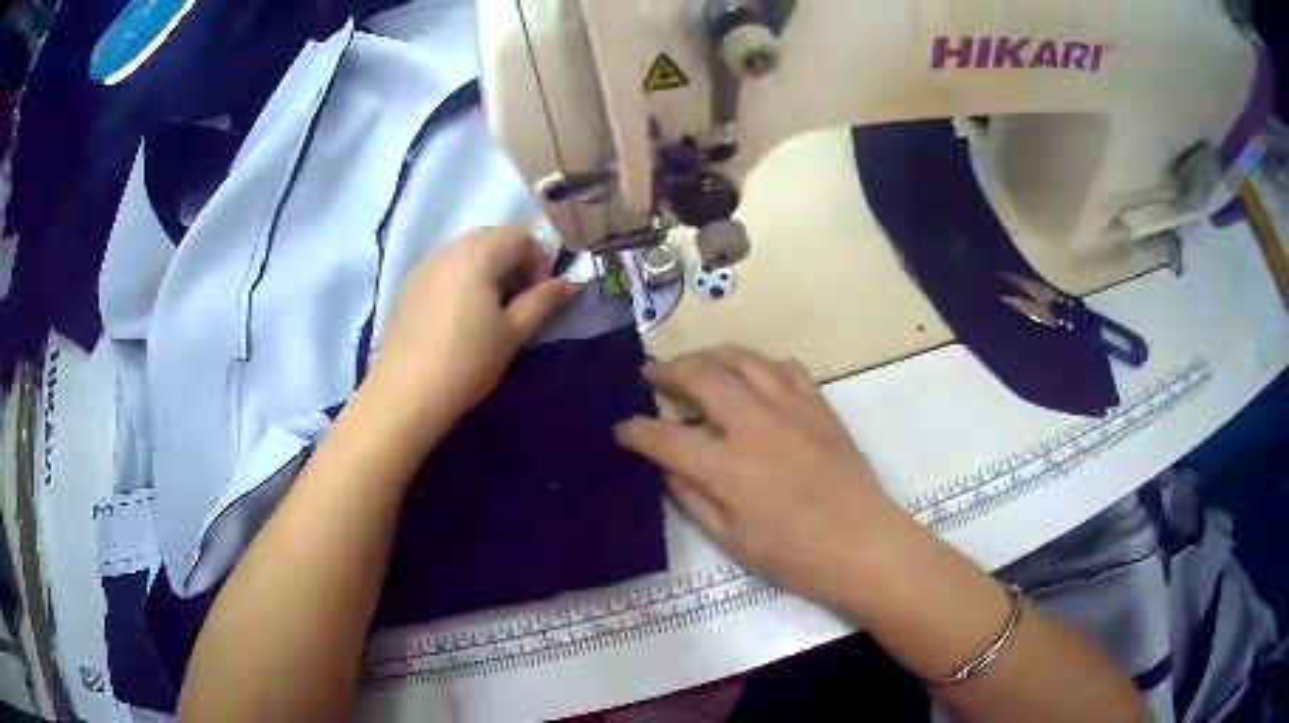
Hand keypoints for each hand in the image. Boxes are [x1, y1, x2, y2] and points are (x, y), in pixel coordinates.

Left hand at [370, 226, 578, 429]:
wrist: (404, 394)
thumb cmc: (467, 362)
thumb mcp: (513, 333)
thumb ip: (543, 301)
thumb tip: (571, 283)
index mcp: (479, 253)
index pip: (521, 235)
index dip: (538, 261)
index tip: (537, 296)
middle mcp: (449, 248)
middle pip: (492, 237)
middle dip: (512, 262)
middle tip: (516, 303)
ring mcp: (424, 265)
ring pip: (466, 251)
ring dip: (486, 270)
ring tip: (487, 312)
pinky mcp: (407, 286)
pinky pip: (444, 268)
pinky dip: (460, 280)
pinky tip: (457, 318)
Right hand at [614, 346, 908, 605]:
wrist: (863, 544)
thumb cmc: (795, 555)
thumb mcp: (731, 539)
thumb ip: (692, 498)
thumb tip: (666, 467)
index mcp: (729, 467)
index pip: (665, 437)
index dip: (635, 431)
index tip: (620, 428)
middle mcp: (757, 424)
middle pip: (702, 375)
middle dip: (667, 370)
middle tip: (650, 375)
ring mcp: (792, 407)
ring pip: (743, 358)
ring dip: (710, 355)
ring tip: (694, 363)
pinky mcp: (819, 405)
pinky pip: (785, 366)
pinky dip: (759, 363)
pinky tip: (752, 374)